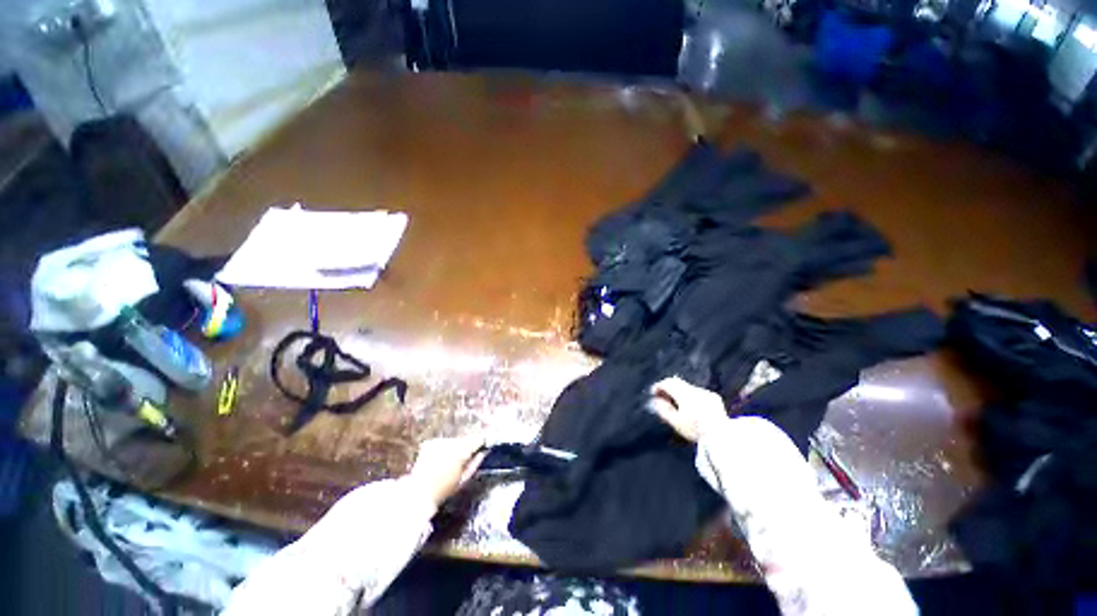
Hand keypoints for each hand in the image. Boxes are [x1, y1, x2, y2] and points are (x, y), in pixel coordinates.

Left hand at [408, 436, 485, 507]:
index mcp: (462, 450)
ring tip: (448, 463)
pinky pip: (441, 444)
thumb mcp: (463, 479)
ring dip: (453, 449)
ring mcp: (439, 441)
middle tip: (462, 461)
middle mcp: (451, 441)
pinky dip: (441, 450)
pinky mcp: (429, 443)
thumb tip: (482, 453)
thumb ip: (475, 463)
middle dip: (465, 448)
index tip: (481, 448)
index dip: (480, 444)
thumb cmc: (444, 489)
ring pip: (452, 441)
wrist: (418, 493)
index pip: (477, 439)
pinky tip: (437, 461)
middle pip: (464, 440)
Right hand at [648, 376, 727, 442]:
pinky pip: (697, 392)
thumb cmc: (696, 430)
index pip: (668, 383)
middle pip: (677, 382)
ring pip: (687, 387)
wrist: (723, 437)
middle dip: (668, 387)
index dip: (658, 386)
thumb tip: (655, 401)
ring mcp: (706, 393)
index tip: (653, 392)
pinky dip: (690, 395)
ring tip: (675, 403)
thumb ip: (664, 410)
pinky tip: (690, 406)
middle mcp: (695, 390)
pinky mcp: (714, 398)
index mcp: (685, 394)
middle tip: (661, 396)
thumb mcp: (676, 422)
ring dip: (679, 392)